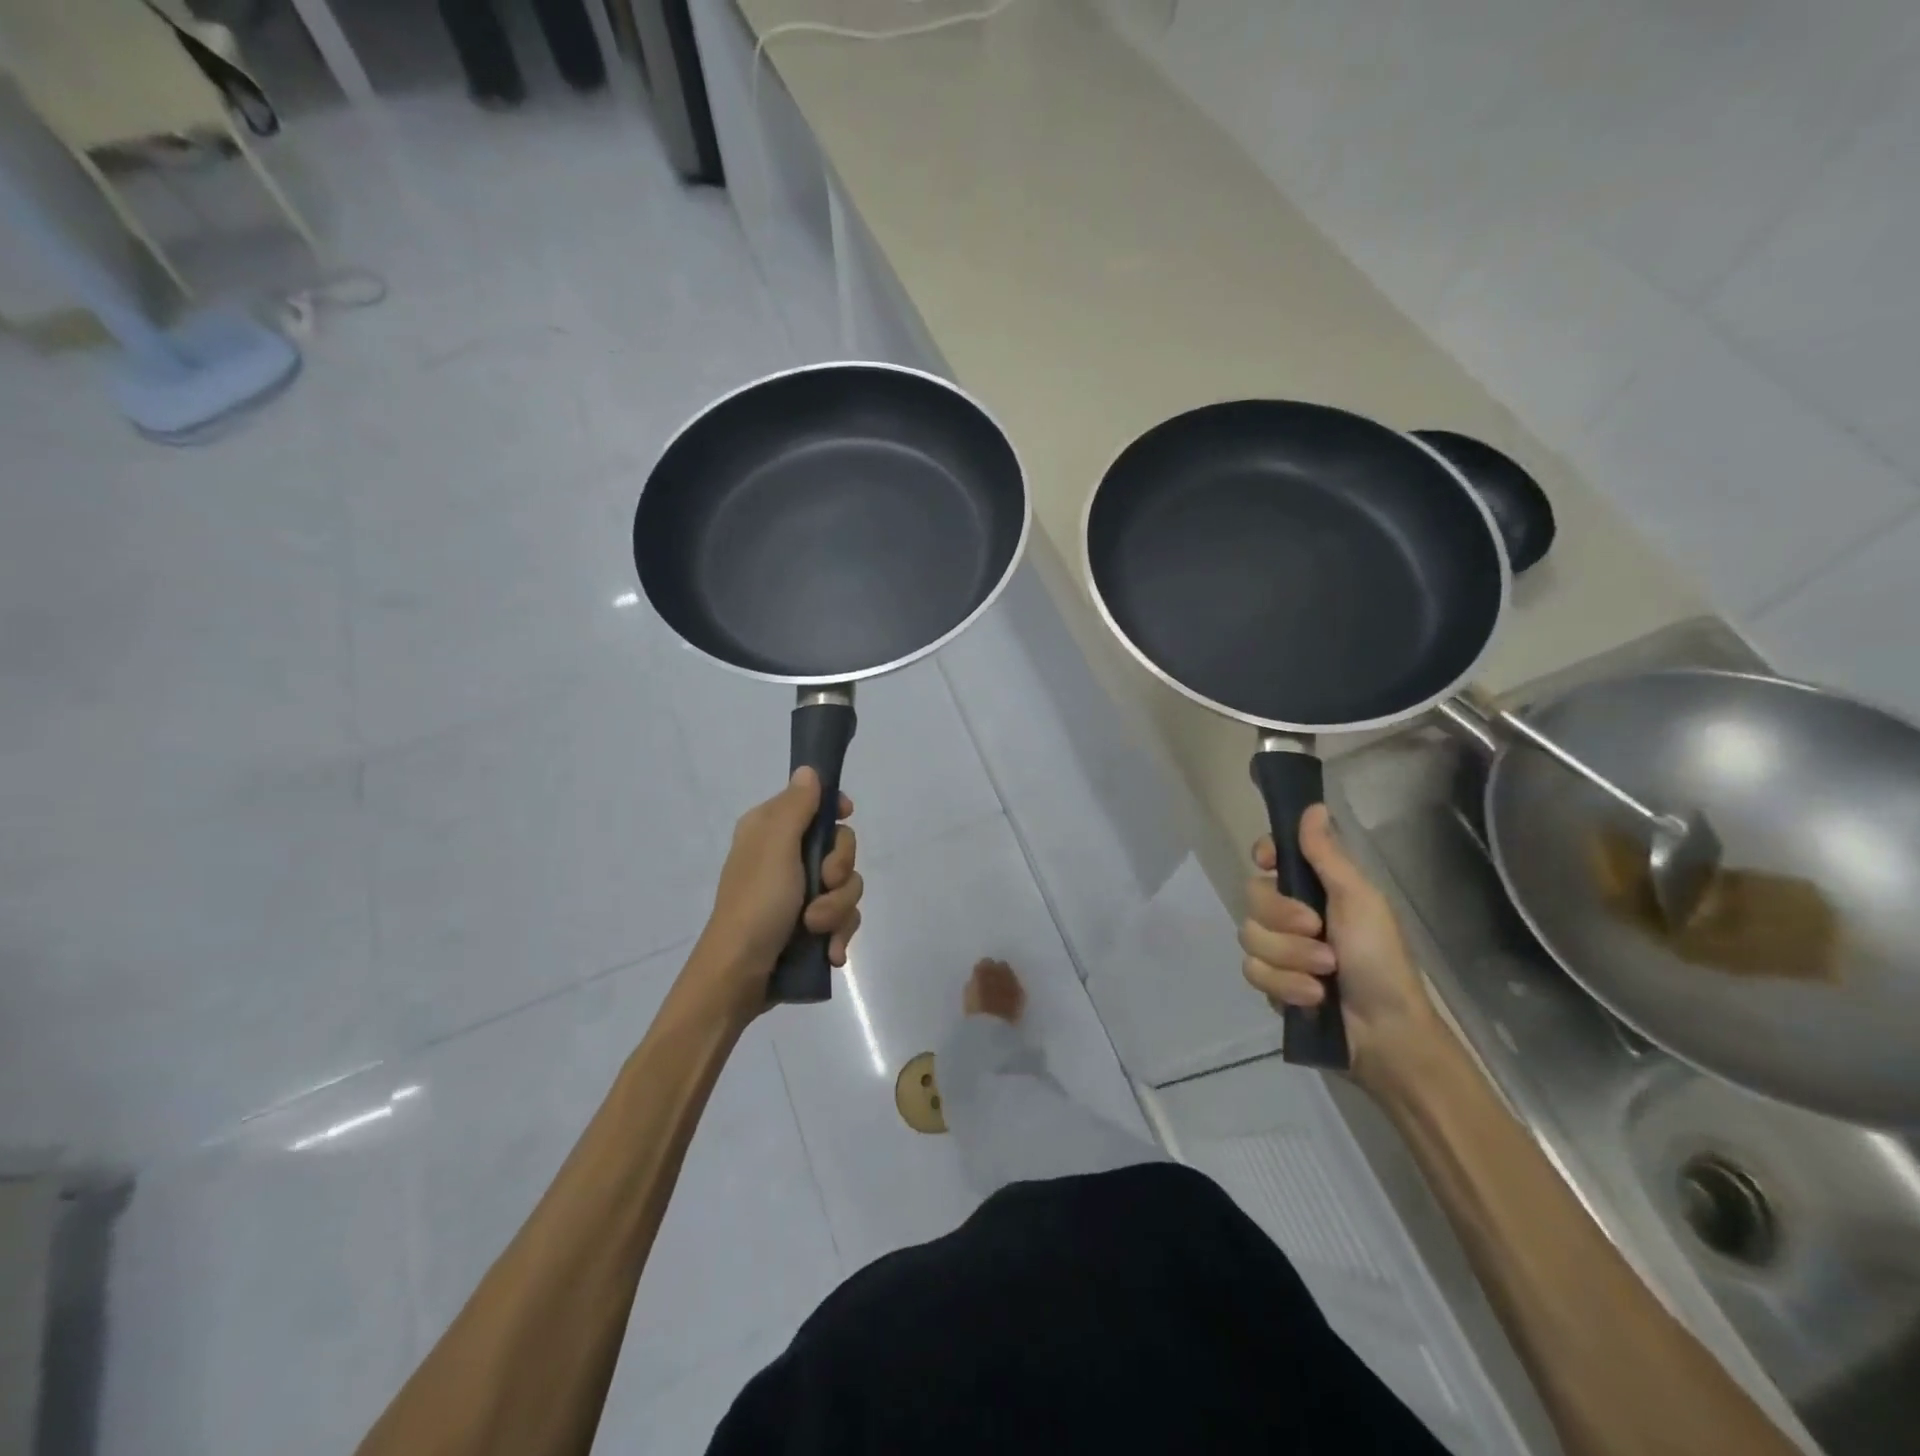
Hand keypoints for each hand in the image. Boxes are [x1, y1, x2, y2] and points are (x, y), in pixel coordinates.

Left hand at [694, 768, 862, 1014]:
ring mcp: (800, 894)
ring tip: (816, 930)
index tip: (845, 816)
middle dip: (839, 871)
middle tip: (823, 885)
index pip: (814, 803)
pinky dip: (838, 934)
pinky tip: (830, 952)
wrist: (738, 978)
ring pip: (847, 886)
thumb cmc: (755, 905)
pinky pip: (843, 918)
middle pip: (840, 846)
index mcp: (771, 831)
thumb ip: (796, 807)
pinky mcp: (811, 926)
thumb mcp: (775, 848)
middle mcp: (786, 857)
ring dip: (837, 910)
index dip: (835, 809)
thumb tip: (809, 770)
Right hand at [1239, 804, 1441, 1084]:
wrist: (1386, 1032)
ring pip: (1250, 937)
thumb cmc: (1380, 959)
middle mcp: (1290, 914)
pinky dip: (1284, 985)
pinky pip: (1253, 972)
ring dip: (1290, 958)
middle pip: (1253, 897)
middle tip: (1319, 934)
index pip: (1270, 857)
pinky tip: (1312, 998)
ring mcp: (1278, 949)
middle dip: (1284, 921)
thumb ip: (1327, 856)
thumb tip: (1314, 806)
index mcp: (1314, 889)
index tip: (1270, 863)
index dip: (1265, 856)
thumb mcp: (1359, 901)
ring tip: (1325, 975)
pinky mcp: (1271, 983)